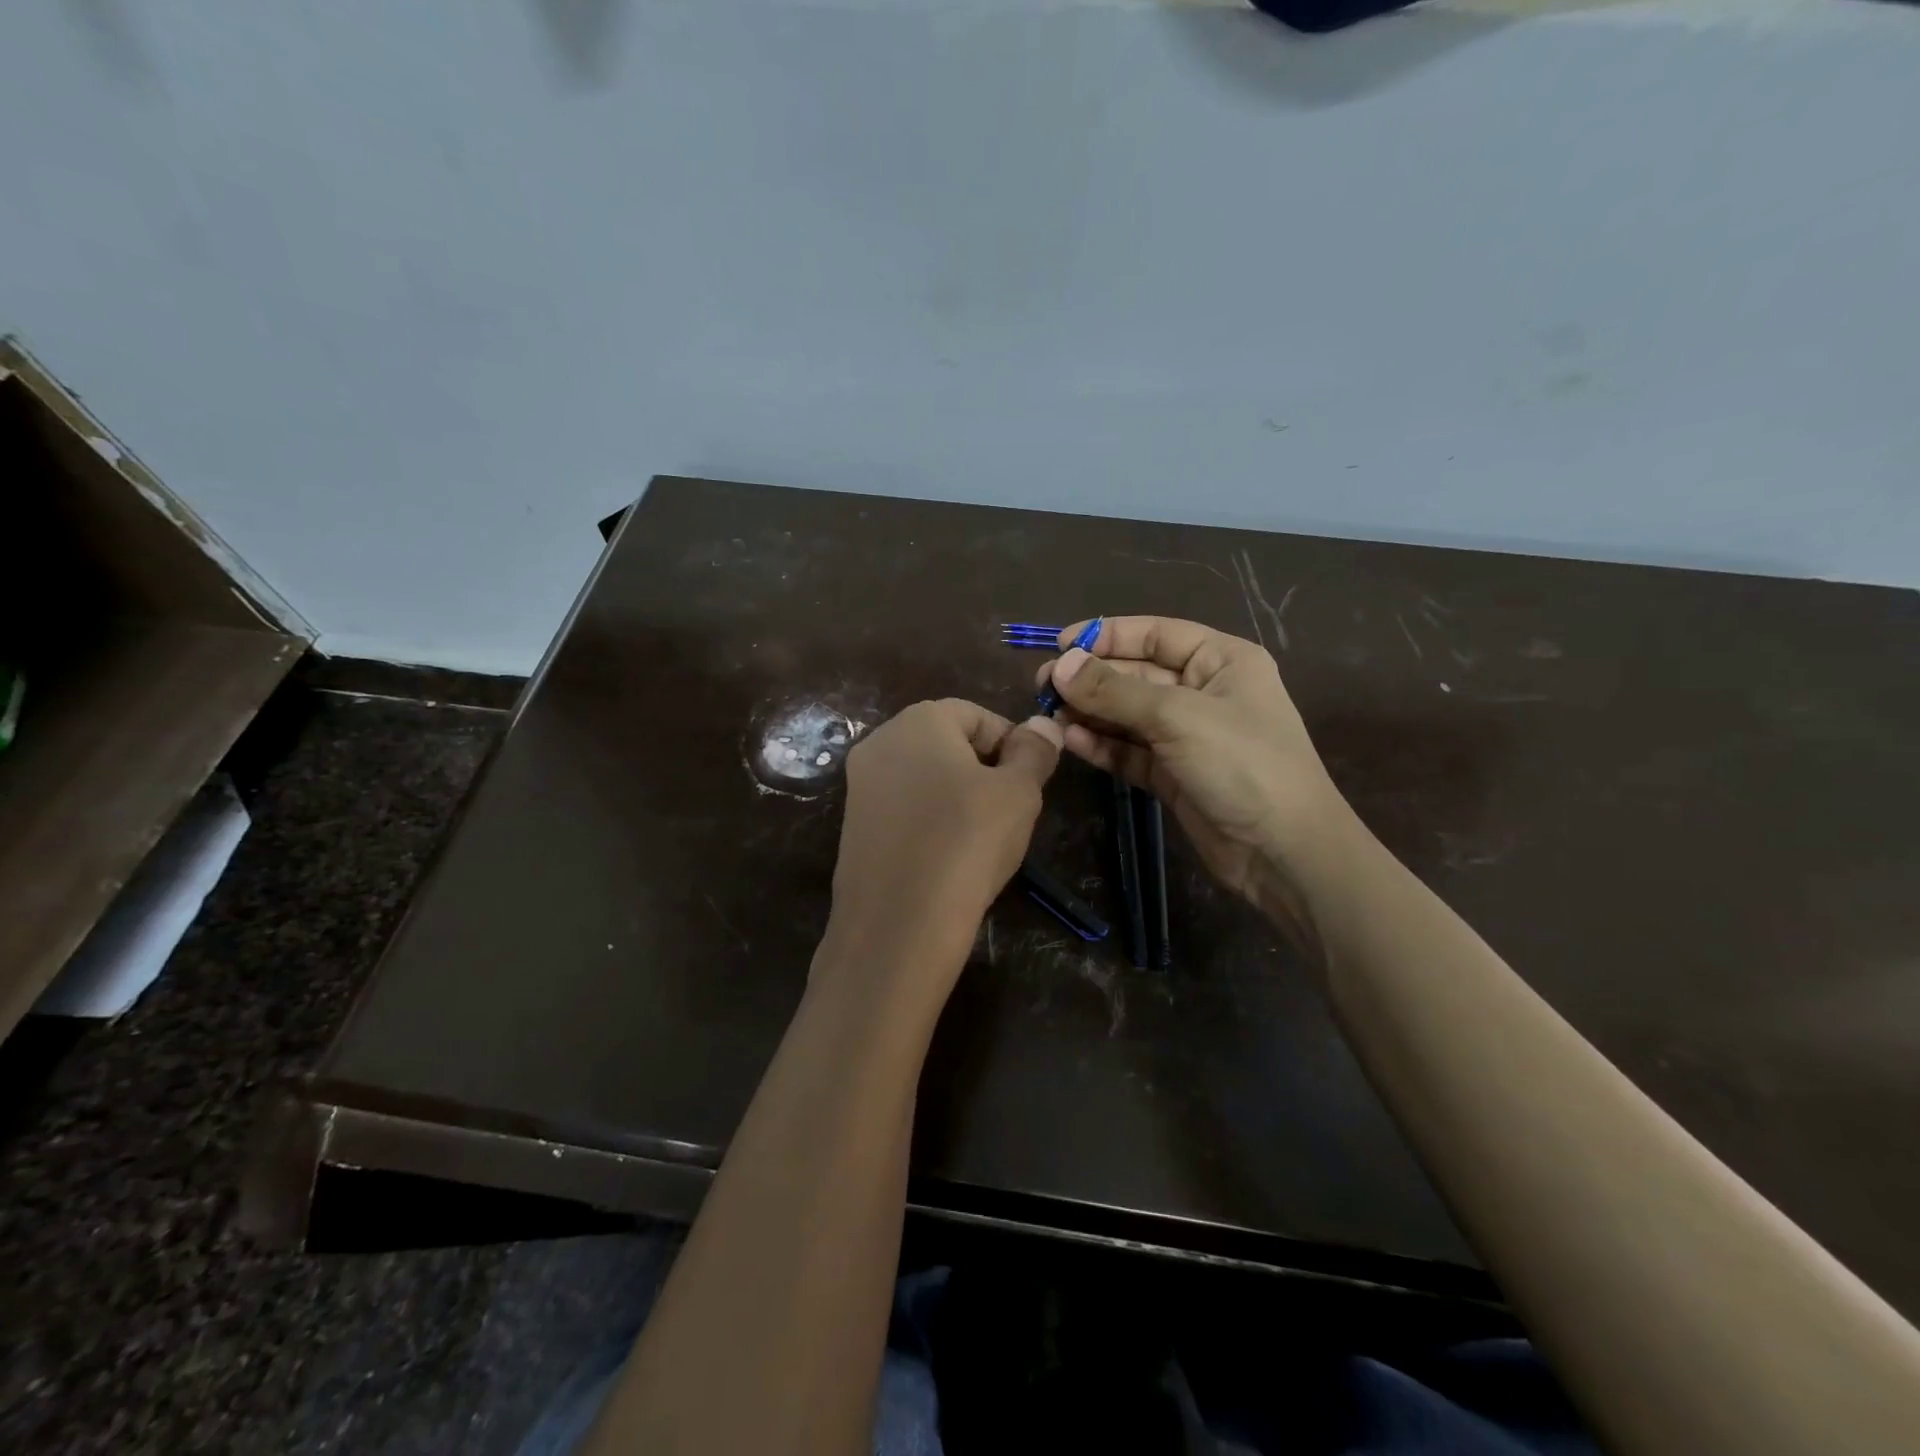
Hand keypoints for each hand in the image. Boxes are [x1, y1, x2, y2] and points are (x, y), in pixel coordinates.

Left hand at [818, 699, 1061, 1014]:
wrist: (898, 925)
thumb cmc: (968, 842)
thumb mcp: (1019, 793)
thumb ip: (1034, 751)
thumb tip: (1042, 724)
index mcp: (918, 720)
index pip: (976, 714)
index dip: (1012, 742)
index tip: (1031, 780)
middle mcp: (880, 743)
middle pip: (946, 743)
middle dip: (984, 769)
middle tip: (1011, 809)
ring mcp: (858, 787)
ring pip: (924, 778)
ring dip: (958, 797)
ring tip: (983, 837)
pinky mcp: (852, 828)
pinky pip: (903, 811)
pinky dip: (930, 823)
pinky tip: (949, 858)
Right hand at [1038, 617, 1355, 929]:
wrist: (1283, 851)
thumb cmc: (1242, 764)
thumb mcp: (1177, 717)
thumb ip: (1114, 691)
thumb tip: (1060, 666)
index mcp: (1221, 661)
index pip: (1156, 634)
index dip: (1108, 636)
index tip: (1060, 644)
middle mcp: (1203, 692)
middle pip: (1136, 675)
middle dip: (1091, 678)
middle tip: (1043, 685)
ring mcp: (1186, 736)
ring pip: (1127, 715)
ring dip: (1090, 713)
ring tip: (1048, 713)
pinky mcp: (1172, 775)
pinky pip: (1129, 751)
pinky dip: (1102, 745)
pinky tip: (1071, 741)